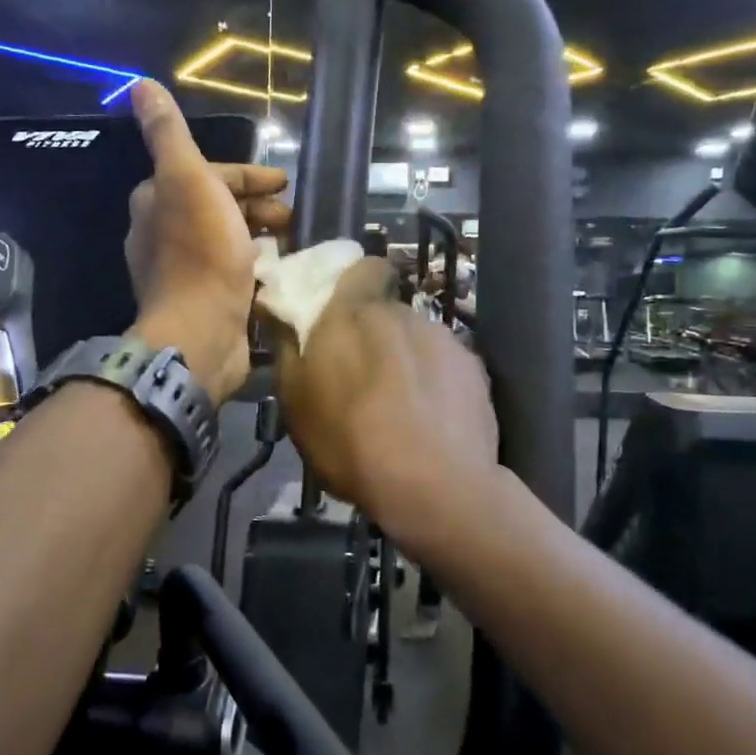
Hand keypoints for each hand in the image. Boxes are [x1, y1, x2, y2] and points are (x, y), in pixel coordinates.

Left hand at [125, 81, 289, 403]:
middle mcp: (163, 233)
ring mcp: (182, 271)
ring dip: (260, 234)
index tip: (284, 182)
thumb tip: (138, 85)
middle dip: (257, 205)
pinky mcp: (201, 301)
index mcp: (157, 201)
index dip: (248, 175)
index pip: (207, 174)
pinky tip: (276, 270)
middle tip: (292, 215)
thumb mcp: (187, 179)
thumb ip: (168, 134)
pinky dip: (255, 263)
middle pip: (217, 206)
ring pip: (227, 239)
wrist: (201, 331)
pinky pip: (232, 270)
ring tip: (292, 242)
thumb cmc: (201, 253)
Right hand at [274, 258, 498, 548]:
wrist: (434, 486)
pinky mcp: (476, 370)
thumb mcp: (296, 402)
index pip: (363, 267)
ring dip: (407, 360)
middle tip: (364, 377)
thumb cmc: (349, 441)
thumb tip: (279, 309)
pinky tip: (432, 420)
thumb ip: (288, 347)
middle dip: (376, 335)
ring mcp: (445, 340)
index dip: (355, 284)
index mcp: (355, 313)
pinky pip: (447, 365)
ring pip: (418, 340)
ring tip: (402, 407)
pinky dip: (437, 382)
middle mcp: (403, 314)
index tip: (342, 316)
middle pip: (388, 312)